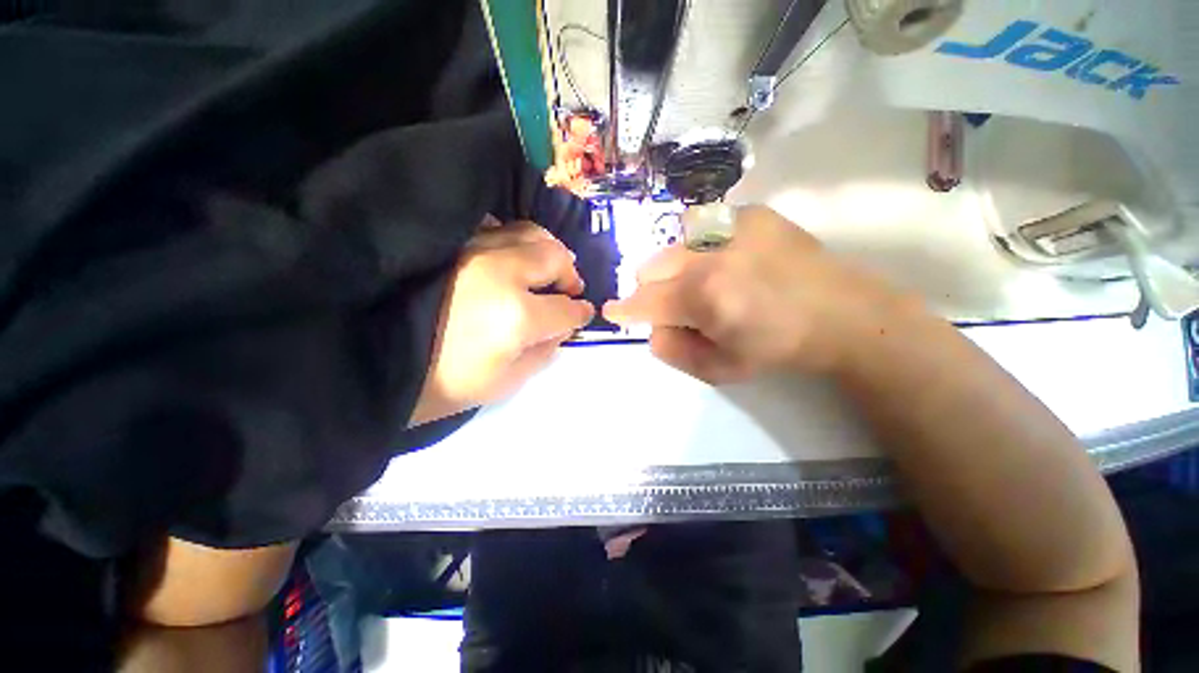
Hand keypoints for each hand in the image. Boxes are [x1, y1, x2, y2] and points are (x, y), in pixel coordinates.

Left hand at [410, 221, 594, 425]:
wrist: (373, 363)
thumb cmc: (444, 384)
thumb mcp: (506, 383)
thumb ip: (545, 352)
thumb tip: (563, 328)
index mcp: (517, 316)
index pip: (566, 308)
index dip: (580, 313)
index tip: (583, 313)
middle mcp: (502, 273)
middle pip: (556, 258)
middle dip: (570, 276)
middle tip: (566, 290)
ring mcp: (474, 250)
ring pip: (531, 233)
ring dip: (548, 253)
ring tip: (544, 271)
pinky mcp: (453, 243)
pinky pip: (497, 227)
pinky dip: (515, 241)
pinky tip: (512, 259)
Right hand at [603, 206, 915, 382]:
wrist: (841, 313)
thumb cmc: (777, 349)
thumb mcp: (719, 369)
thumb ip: (672, 351)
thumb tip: (652, 327)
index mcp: (703, 297)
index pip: (644, 302)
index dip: (624, 309)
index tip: (613, 311)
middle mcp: (709, 254)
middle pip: (650, 266)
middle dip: (652, 289)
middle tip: (676, 304)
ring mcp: (731, 225)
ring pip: (672, 244)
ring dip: (675, 267)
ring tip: (705, 280)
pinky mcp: (751, 212)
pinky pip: (702, 227)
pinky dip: (701, 248)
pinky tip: (728, 261)